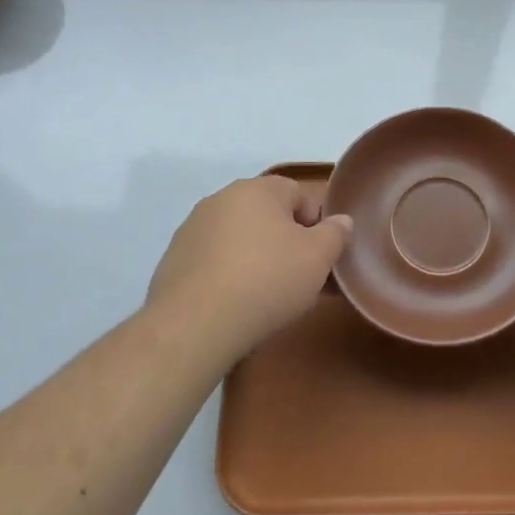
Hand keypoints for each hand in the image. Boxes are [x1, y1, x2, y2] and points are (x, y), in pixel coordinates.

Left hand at [146, 175, 351, 362]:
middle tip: (299, 277)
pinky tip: (235, 305)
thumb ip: (335, 233)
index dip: (316, 223)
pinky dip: (227, 276)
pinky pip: (213, 261)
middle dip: (285, 241)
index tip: (321, 256)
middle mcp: (221, 199)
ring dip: (255, 258)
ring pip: (238, 238)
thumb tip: (341, 221)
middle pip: (266, 215)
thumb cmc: (266, 281)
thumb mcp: (318, 258)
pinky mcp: (173, 261)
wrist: (194, 325)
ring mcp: (192, 230)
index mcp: (257, 189)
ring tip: (266, 296)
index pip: (298, 193)